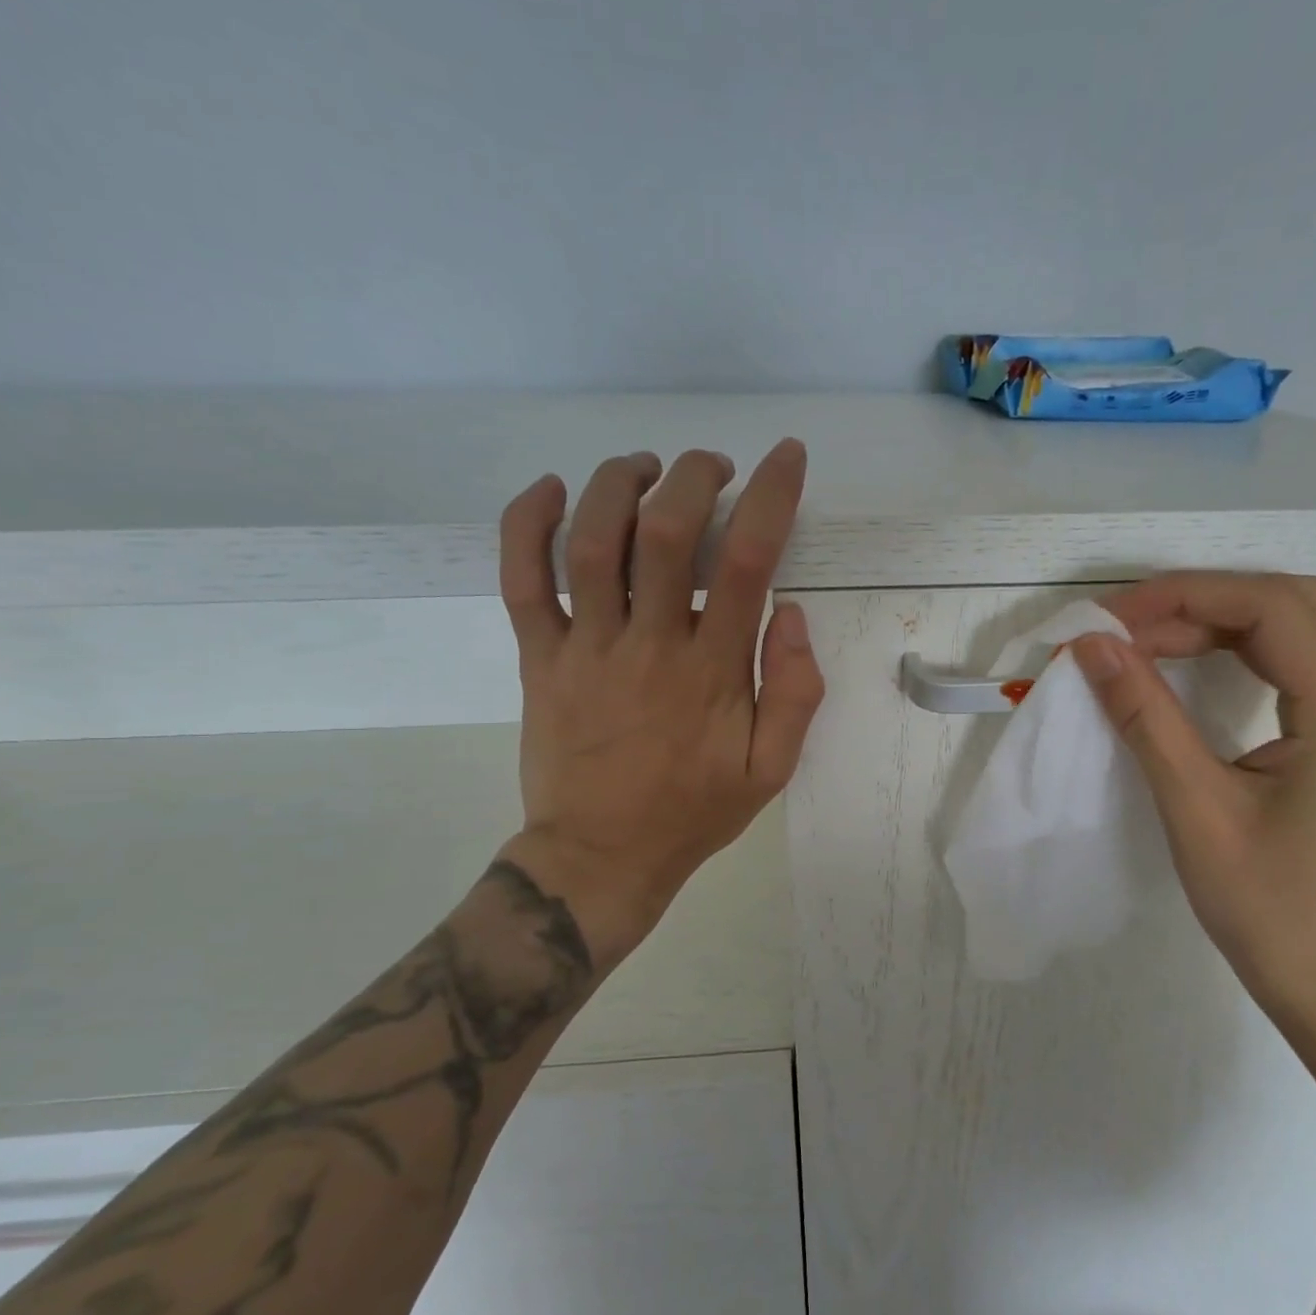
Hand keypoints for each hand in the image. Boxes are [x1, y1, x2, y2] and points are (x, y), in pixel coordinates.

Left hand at [493, 440, 824, 964]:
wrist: (601, 857)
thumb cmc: (692, 812)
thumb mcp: (770, 769)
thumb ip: (794, 694)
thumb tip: (790, 614)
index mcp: (711, 672)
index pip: (745, 561)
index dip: (771, 496)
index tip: (785, 457)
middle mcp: (648, 645)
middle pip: (666, 531)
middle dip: (694, 477)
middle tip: (712, 468)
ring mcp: (585, 648)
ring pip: (593, 542)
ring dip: (621, 484)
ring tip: (647, 466)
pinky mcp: (539, 658)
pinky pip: (522, 581)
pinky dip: (528, 525)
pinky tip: (551, 489)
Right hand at [1069, 573, 1315, 1032]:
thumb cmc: (1271, 908)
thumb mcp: (1195, 807)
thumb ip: (1144, 715)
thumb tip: (1092, 647)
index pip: (1270, 608)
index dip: (1185, 597)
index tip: (1112, 621)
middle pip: (1298, 602)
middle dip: (1207, 601)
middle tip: (1136, 631)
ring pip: (1310, 626)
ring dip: (1232, 619)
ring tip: (1161, 642)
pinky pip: (1309, 663)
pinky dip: (1252, 649)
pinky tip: (1208, 669)